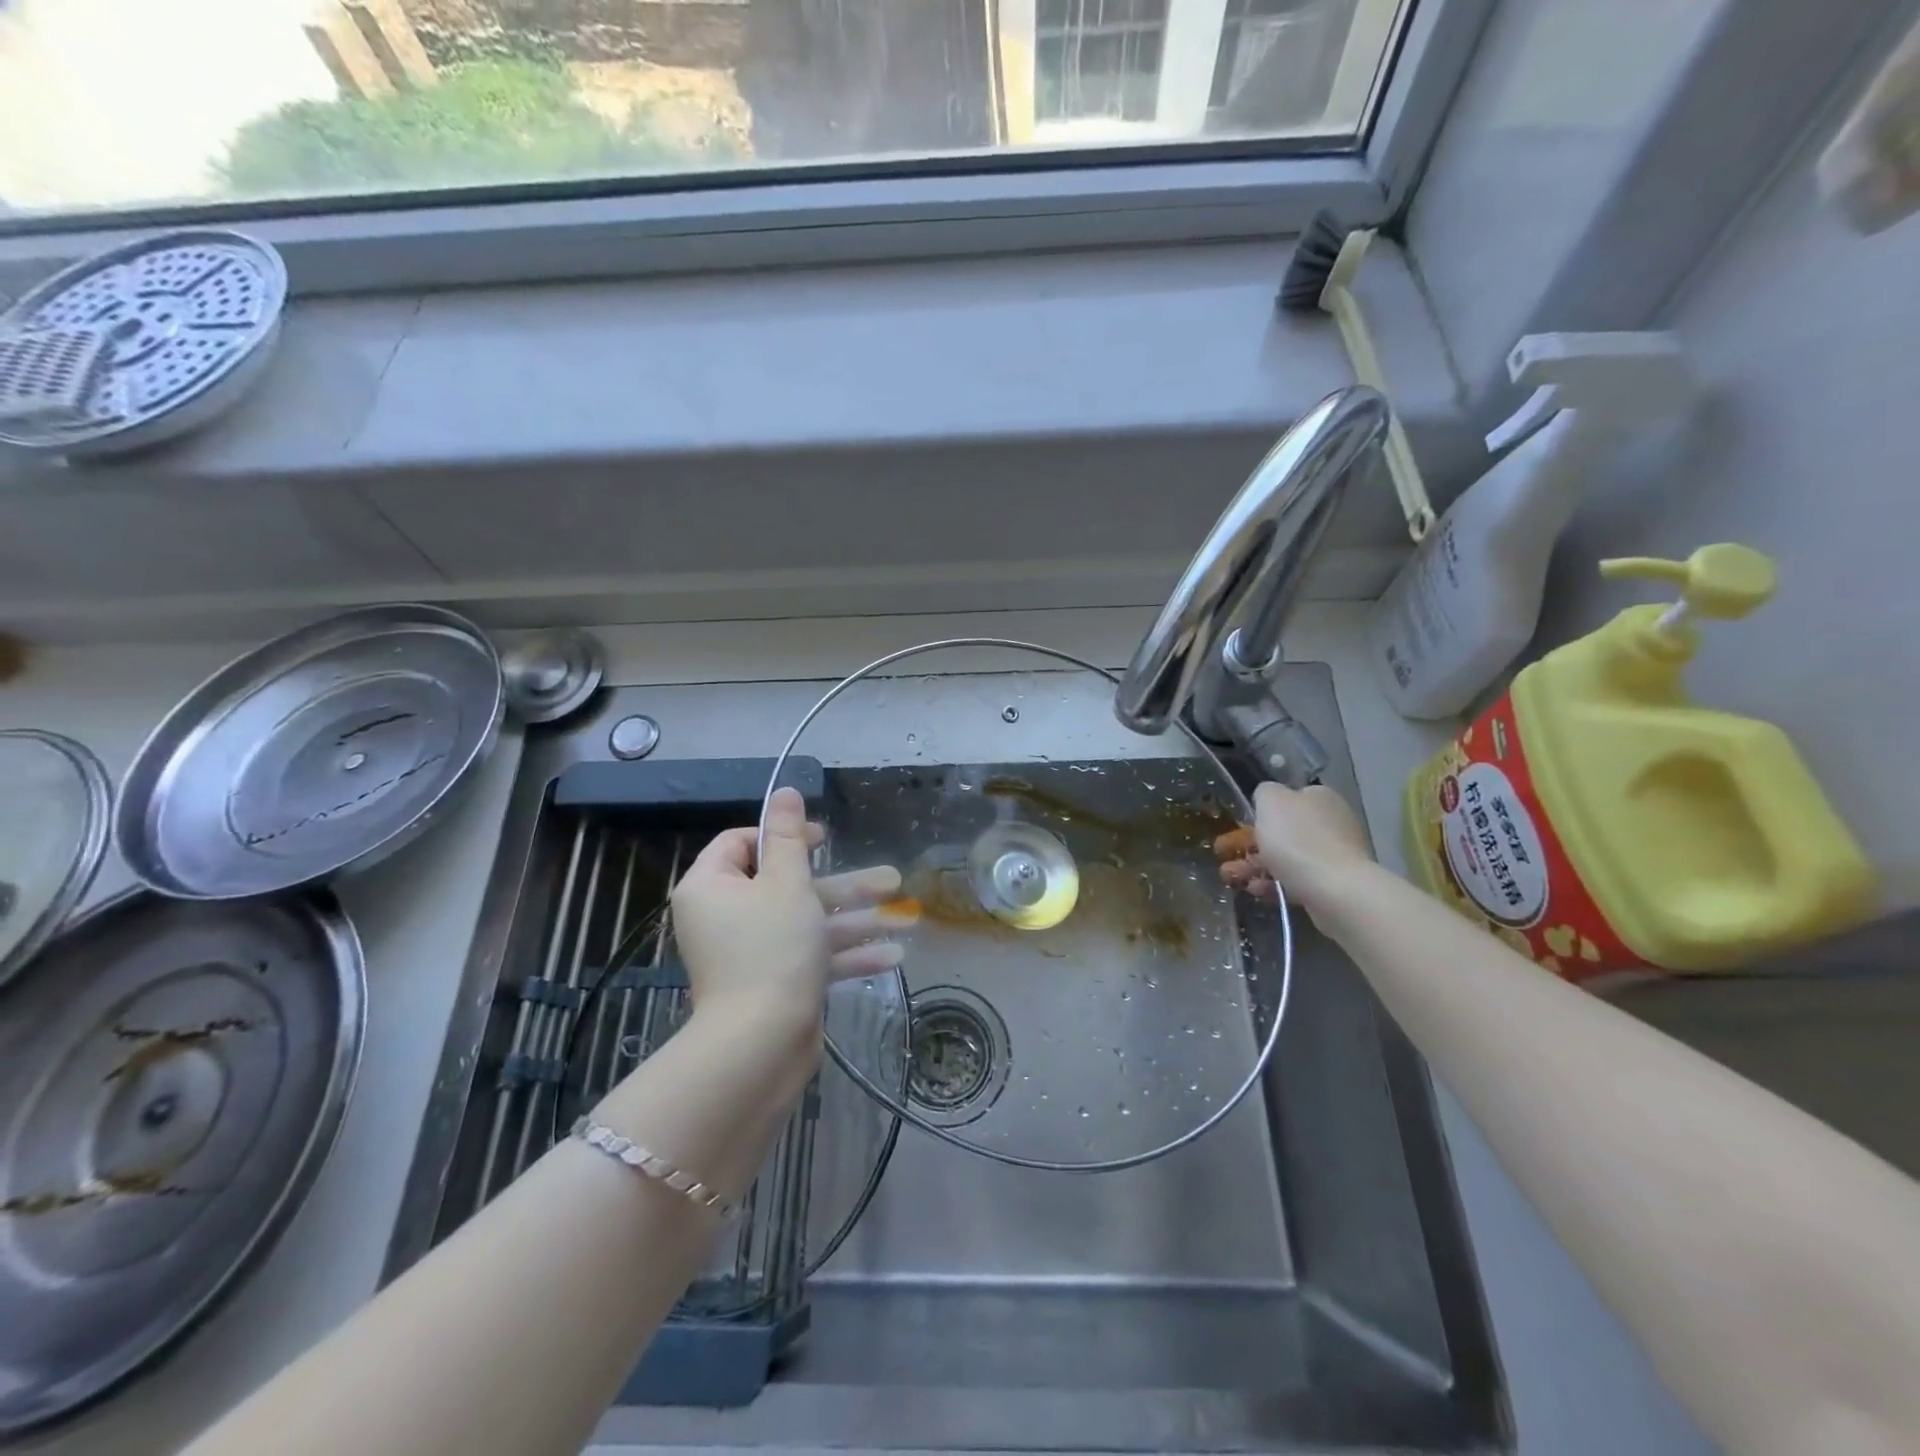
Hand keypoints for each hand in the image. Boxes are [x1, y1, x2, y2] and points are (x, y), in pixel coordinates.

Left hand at [670, 787, 909, 1027]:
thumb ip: (789, 836)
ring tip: (907, 915)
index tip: (820, 840)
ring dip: (856, 918)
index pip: (741, 843)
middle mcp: (726, 917)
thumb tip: (784, 791)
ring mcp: (751, 953)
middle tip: (889, 878)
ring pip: (807, 923)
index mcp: (713, 887)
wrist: (761, 1044)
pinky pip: (810, 957)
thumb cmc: (771, 947)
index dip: (783, 836)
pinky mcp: (774, 983)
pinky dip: (846, 955)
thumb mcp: (786, 882)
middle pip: (787, 885)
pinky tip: (892, 955)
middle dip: (844, 884)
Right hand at [1216, 782, 1373, 915]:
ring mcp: (1333, 855)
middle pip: (1282, 831)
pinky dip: (1273, 884)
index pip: (1286, 798)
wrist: (1335, 890)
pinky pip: (1296, 880)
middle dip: (1249, 845)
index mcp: (1319, 797)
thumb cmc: (1298, 839)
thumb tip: (1266, 798)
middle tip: (1224, 855)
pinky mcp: (1332, 884)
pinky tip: (1256, 891)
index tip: (1237, 827)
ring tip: (1231, 877)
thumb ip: (1264, 792)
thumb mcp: (1271, 801)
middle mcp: (1331, 822)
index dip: (1259, 812)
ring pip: (1285, 857)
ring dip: (1255, 866)